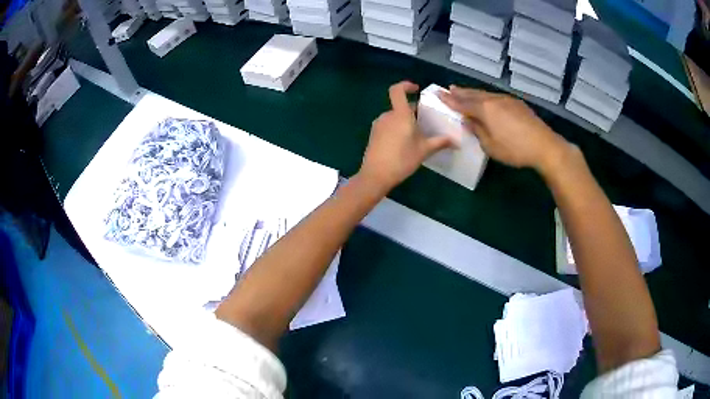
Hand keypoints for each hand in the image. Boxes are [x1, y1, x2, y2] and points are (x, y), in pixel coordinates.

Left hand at [359, 81, 453, 190]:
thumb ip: (440, 142)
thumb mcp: (424, 150)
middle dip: (412, 110)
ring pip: (394, 117)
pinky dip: (396, 128)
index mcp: (400, 114)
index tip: (416, 89)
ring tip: (416, 134)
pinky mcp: (374, 135)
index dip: (406, 85)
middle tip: (425, 120)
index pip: (397, 90)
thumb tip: (456, 142)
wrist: (375, 176)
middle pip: (399, 106)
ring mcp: (378, 125)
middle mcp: (387, 116)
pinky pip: (387, 125)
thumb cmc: (402, 159)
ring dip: (404, 121)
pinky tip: (404, 143)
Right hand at [439, 85, 574, 173]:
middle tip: (449, 88)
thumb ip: (477, 131)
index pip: (462, 103)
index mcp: (485, 110)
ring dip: (473, 93)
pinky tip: (486, 99)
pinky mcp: (517, 104)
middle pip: (473, 94)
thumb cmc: (515, 149)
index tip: (438, 94)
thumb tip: (468, 121)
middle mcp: (494, 100)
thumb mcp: (491, 146)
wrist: (544, 146)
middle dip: (460, 92)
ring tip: (464, 91)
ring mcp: (507, 100)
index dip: (449, 99)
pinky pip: (495, 97)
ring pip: (485, 94)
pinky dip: (486, 97)